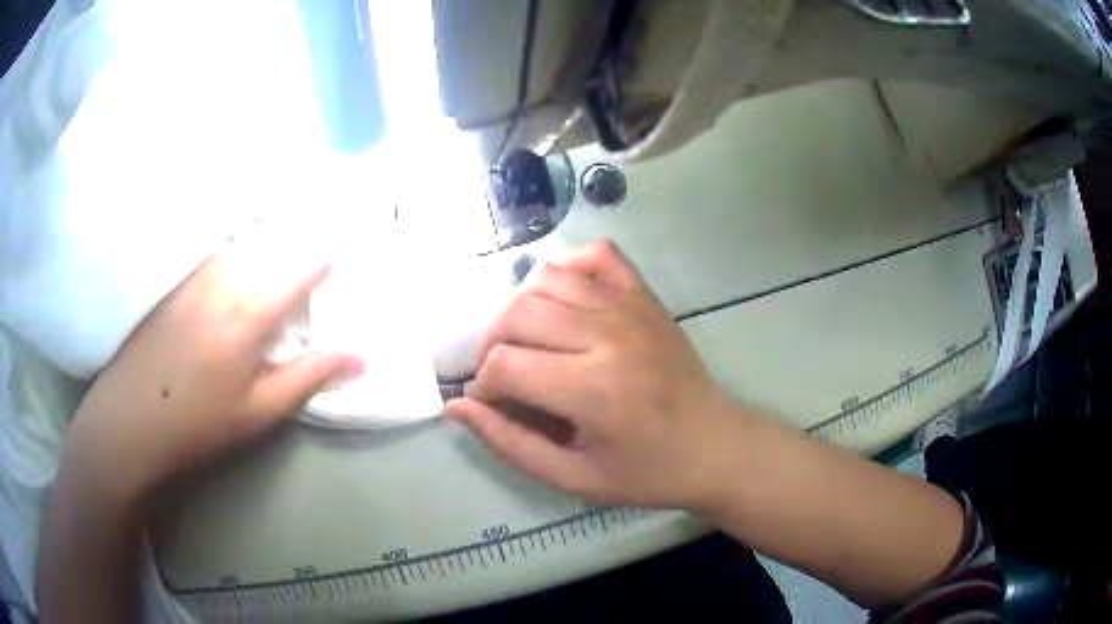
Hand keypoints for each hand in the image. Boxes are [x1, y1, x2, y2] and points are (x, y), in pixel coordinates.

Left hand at [63, 245, 362, 503]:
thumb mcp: (258, 412)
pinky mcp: (173, 277)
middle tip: (301, 269)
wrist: (130, 420)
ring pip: (239, 243)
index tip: (333, 266)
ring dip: (261, 247)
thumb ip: (308, 378)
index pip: (299, 267)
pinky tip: (226, 288)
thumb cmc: (198, 423)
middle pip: (271, 245)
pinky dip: (230, 252)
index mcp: (249, 311)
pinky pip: (211, 251)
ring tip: (267, 262)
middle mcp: (222, 277)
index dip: (322, 262)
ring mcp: (193, 272)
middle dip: (293, 250)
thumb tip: (360, 359)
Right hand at [447, 240, 747, 508]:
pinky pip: (597, 255)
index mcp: (592, 390)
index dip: (482, 387)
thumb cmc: (646, 472)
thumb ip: (509, 443)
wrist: (715, 446)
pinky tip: (563, 301)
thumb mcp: (573, 478)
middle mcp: (608, 336)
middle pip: (517, 314)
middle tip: (501, 375)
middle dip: (491, 345)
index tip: (491, 404)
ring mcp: (630, 308)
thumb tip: (457, 409)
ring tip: (526, 341)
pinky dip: (568, 268)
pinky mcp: (646, 296)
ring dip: (520, 308)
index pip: (504, 365)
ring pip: (547, 278)